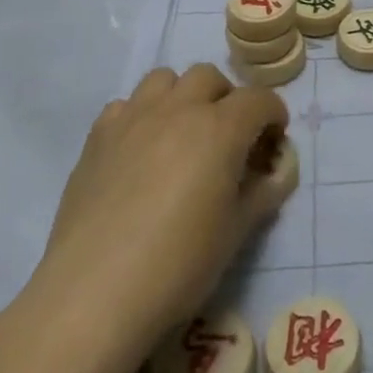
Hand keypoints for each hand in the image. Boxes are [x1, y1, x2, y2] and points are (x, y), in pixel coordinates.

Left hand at [11, 64, 293, 372]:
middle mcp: (179, 109)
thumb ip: (264, 192)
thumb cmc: (179, 265)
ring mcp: (133, 119)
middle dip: (227, 99)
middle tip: (228, 137)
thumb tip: (279, 171)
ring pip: (165, 79)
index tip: (274, 141)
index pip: (259, 99)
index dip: (273, 115)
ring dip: (182, 96)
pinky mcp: (98, 137)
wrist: (94, 295)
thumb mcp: (237, 232)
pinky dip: (140, 116)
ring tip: (182, 133)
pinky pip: (125, 105)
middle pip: (210, 77)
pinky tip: (139, 151)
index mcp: (220, 129)